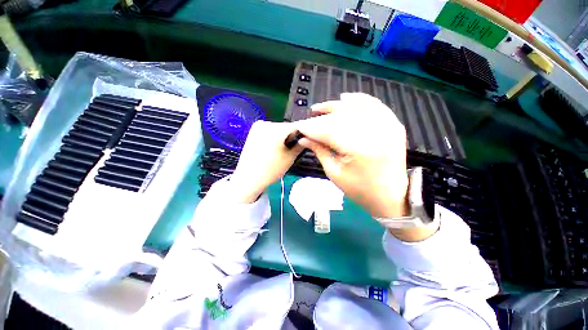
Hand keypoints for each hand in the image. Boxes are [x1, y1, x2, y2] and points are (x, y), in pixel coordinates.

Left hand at [229, 121, 303, 203]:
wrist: (249, 178)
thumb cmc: (271, 170)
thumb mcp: (290, 158)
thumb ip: (300, 145)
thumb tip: (307, 138)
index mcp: (277, 129)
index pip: (297, 126)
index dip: (304, 133)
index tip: (307, 140)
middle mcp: (266, 123)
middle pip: (286, 126)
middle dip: (291, 135)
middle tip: (293, 147)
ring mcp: (258, 126)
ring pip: (278, 128)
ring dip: (282, 136)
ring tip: (281, 149)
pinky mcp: (253, 131)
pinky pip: (269, 130)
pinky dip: (274, 136)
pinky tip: (272, 148)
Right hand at [296, 93, 408, 218]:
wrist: (390, 195)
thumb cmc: (359, 189)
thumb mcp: (334, 173)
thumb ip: (319, 151)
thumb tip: (303, 138)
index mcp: (359, 150)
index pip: (329, 132)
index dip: (312, 128)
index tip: (299, 127)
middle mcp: (375, 133)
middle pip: (342, 117)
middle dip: (322, 117)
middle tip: (309, 117)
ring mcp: (388, 126)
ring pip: (356, 108)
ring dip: (336, 106)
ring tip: (321, 108)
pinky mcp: (393, 124)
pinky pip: (374, 105)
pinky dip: (359, 100)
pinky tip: (345, 98)